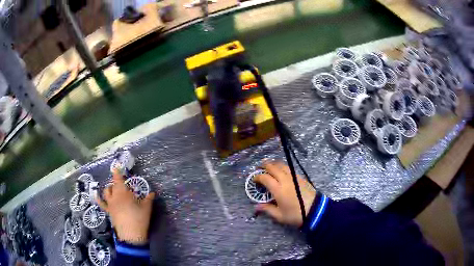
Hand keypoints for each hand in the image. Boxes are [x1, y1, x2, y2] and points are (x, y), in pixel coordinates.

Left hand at [96, 170, 154, 243]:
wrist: (131, 235)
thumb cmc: (139, 219)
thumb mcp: (147, 208)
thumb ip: (148, 199)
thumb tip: (152, 193)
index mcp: (123, 192)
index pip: (118, 179)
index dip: (117, 172)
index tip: (116, 166)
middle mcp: (114, 196)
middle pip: (112, 186)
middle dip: (116, 183)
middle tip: (122, 184)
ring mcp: (110, 204)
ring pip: (106, 192)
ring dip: (109, 189)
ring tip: (113, 189)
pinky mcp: (109, 211)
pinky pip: (102, 204)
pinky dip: (99, 199)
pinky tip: (97, 196)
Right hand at [254, 161, 315, 226]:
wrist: (315, 210)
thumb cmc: (296, 214)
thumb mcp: (279, 216)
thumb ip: (267, 209)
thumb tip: (256, 207)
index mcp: (278, 189)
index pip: (265, 178)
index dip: (257, 177)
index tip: (254, 179)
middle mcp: (285, 180)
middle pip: (273, 167)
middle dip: (264, 165)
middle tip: (259, 168)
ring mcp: (294, 177)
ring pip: (282, 165)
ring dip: (274, 164)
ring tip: (269, 167)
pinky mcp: (300, 177)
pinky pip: (289, 168)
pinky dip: (282, 167)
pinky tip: (281, 171)